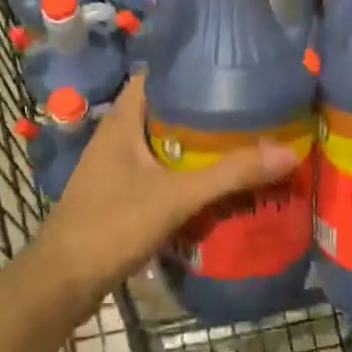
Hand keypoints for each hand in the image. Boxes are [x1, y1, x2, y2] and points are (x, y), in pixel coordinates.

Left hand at [26, 75, 300, 307]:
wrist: (63, 282)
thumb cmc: (111, 225)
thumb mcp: (176, 196)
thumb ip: (230, 174)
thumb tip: (288, 152)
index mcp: (122, 121)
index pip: (156, 76)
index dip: (190, 69)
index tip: (231, 72)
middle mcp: (117, 137)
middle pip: (166, 112)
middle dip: (205, 112)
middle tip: (250, 112)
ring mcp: (116, 168)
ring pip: (164, 145)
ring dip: (197, 147)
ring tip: (242, 144)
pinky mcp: (120, 195)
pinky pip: (160, 174)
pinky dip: (186, 175)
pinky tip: (216, 185)